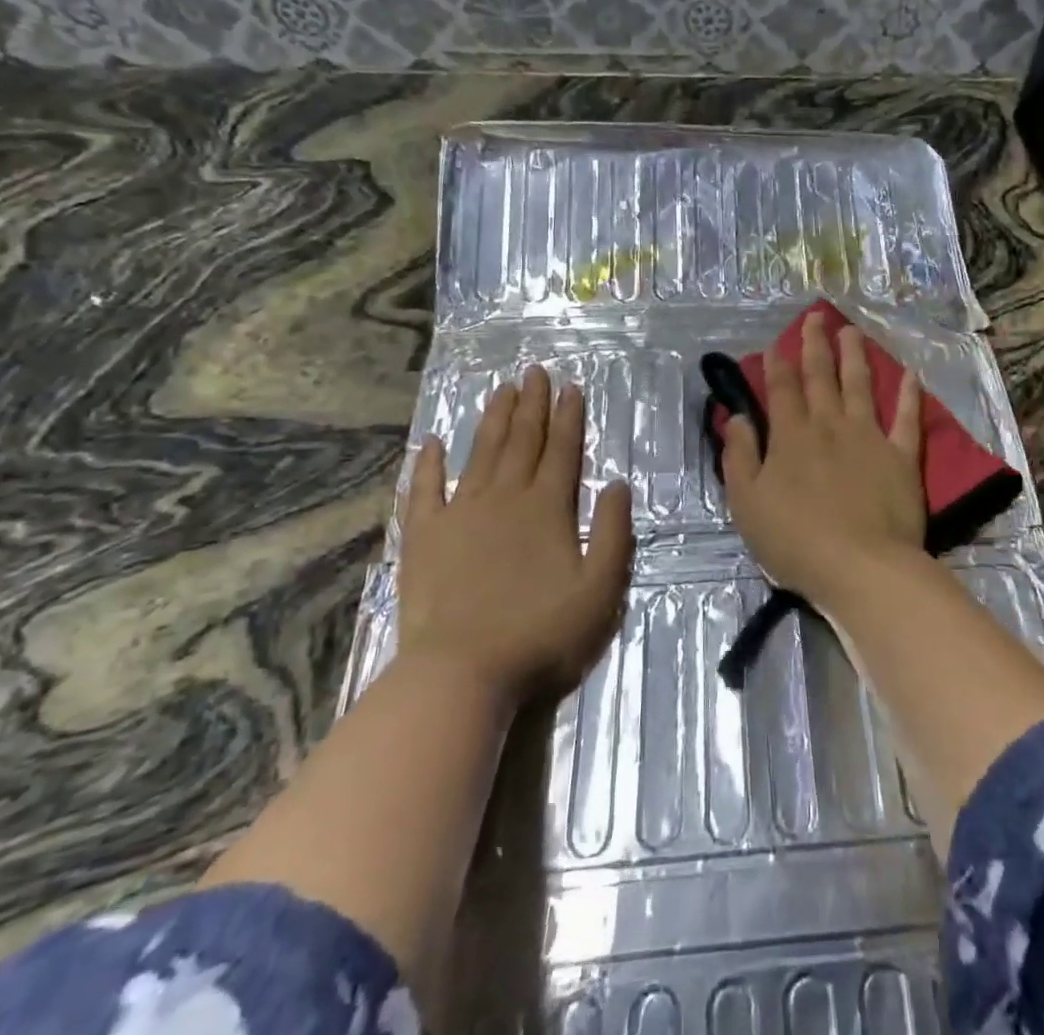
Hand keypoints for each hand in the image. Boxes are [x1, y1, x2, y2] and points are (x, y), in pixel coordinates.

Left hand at [397, 365, 634, 699]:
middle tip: (534, 371)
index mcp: (547, 508)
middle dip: (532, 404)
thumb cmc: (541, 634)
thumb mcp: (601, 589)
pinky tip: (431, 442)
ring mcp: (460, 514)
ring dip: (493, 419)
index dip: (569, 416)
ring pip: (480, 453)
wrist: (461, 673)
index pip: (563, 450)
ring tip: (501, 390)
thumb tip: (618, 483)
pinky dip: (427, 464)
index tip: (570, 386)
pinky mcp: (424, 536)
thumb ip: (614, 533)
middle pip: (522, 441)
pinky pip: (424, 489)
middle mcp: (505, 498)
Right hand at [721, 314, 926, 605]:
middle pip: (821, 377)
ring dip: (855, 356)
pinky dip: (909, 396)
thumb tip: (739, 419)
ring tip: (851, 331)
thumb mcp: (747, 503)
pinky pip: (907, 420)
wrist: (860, 566)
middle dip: (815, 345)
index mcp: (791, 437)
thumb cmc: (795, 540)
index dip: (777, 365)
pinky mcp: (902, 457)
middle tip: (816, 318)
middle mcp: (830, 426)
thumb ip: (740, 456)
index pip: (782, 390)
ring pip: (861, 386)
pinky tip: (911, 375)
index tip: (776, 345)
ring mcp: (869, 438)